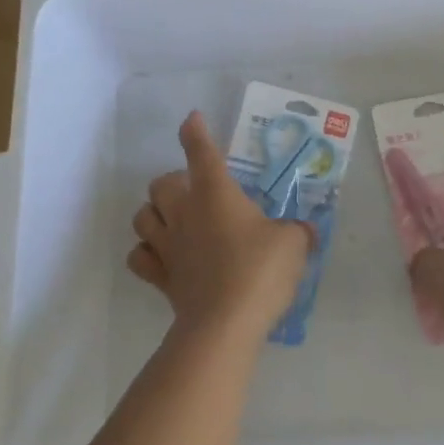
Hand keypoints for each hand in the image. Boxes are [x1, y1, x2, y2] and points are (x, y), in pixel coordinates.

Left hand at [128, 111, 311, 337]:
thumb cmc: (260, 271)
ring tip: (174, 221)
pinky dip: (146, 252)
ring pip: (142, 216)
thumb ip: (297, 232)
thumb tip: (304, 231)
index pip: (200, 151)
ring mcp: (167, 246)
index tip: (193, 120)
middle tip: (197, 193)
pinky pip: (139, 257)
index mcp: (215, 193)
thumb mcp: (293, 244)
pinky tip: (162, 256)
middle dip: (174, 182)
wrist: (225, 324)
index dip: (195, 132)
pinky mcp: (161, 277)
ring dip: (154, 213)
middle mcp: (184, 213)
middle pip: (160, 183)